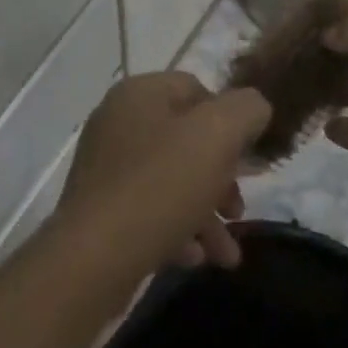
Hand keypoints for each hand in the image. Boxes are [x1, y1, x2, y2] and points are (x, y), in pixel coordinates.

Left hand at [58, 73, 270, 275]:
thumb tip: (254, 107)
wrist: (92, 258)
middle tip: (238, 211)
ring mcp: (105, 165)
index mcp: (140, 92)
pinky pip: (148, 209)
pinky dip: (175, 230)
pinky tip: (193, 258)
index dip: (228, 120)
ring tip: (226, 254)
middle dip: (220, 176)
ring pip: (170, 179)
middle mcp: (118, 120)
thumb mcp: (216, 137)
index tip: (247, 160)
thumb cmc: (159, 187)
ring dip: (205, 213)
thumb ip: (245, 111)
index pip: (196, 89)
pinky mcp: (99, 207)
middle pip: (185, 138)